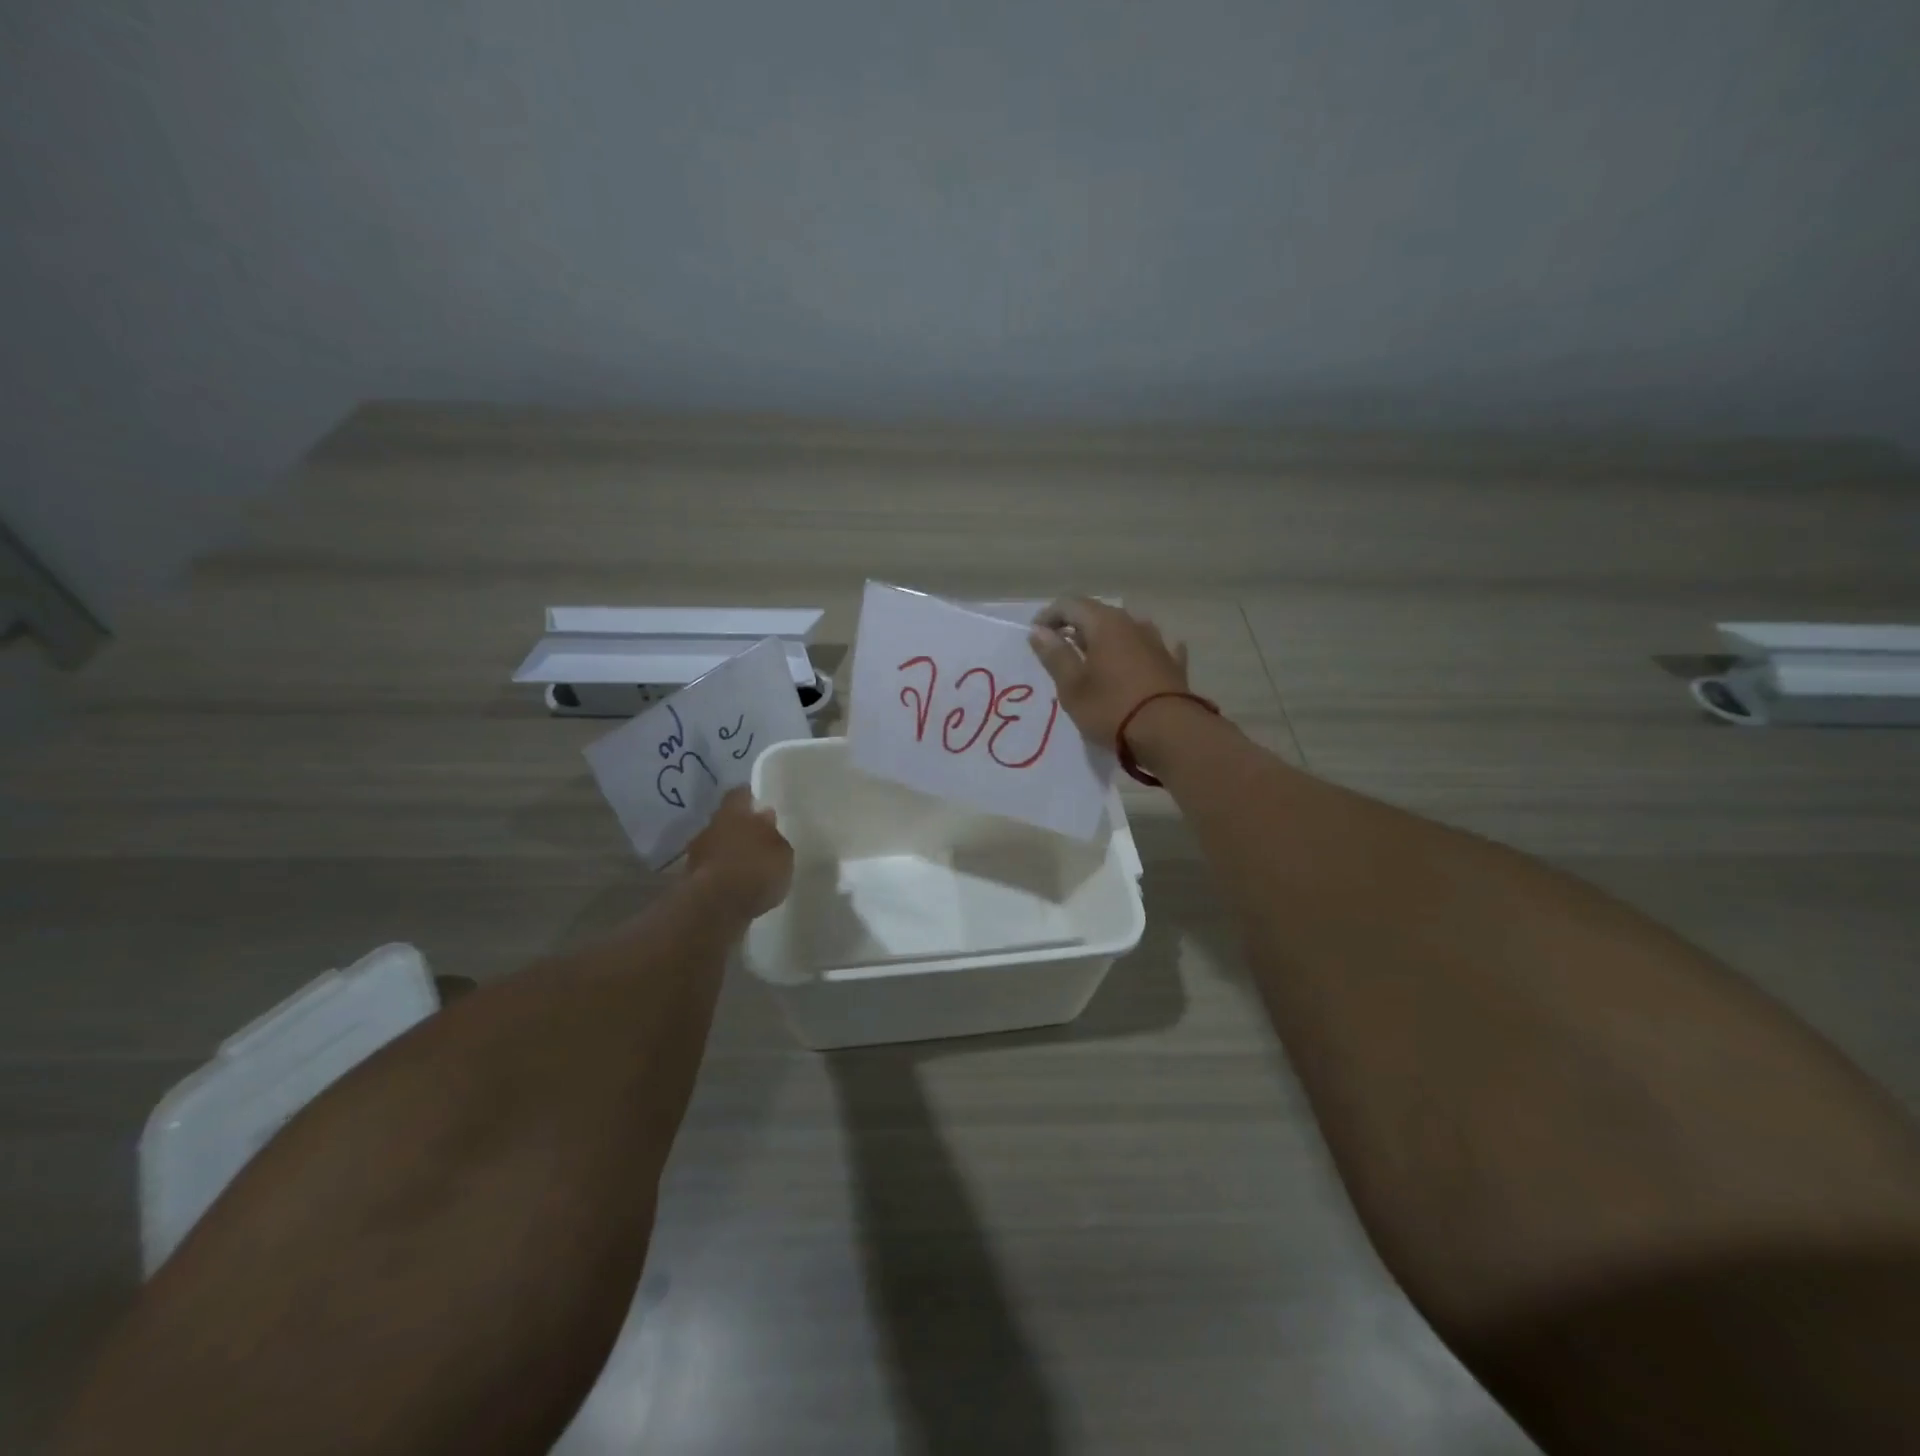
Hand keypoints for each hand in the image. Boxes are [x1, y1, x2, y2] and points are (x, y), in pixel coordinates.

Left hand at [687, 788, 792, 918]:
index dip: (746, 797)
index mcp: (735, 813)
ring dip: (727, 851)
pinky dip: (721, 872)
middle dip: (737, 826)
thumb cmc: (756, 869)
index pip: (739, 795)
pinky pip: (711, 868)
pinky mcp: (691, 879)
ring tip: (746, 863)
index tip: (754, 800)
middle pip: (725, 820)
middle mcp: (713, 827)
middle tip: (754, 835)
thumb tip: (766, 820)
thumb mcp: (781, 853)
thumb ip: (774, 836)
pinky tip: (735, 883)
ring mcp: (698, 853)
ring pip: (715, 844)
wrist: (716, 906)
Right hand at [1029, 597, 1191, 746]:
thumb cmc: (1111, 708)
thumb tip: (1039, 630)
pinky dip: (1137, 652)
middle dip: (1075, 626)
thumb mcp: (1072, 686)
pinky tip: (1137, 661)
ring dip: (1106, 638)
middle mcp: (1133, 623)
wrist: (1170, 733)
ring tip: (1093, 659)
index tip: (1035, 635)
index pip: (1070, 605)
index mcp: (1105, 624)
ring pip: (1125, 629)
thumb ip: (1055, 655)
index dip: (1049, 616)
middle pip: (1098, 614)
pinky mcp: (1173, 664)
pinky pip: (1151, 648)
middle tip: (1059, 649)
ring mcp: (1157, 642)